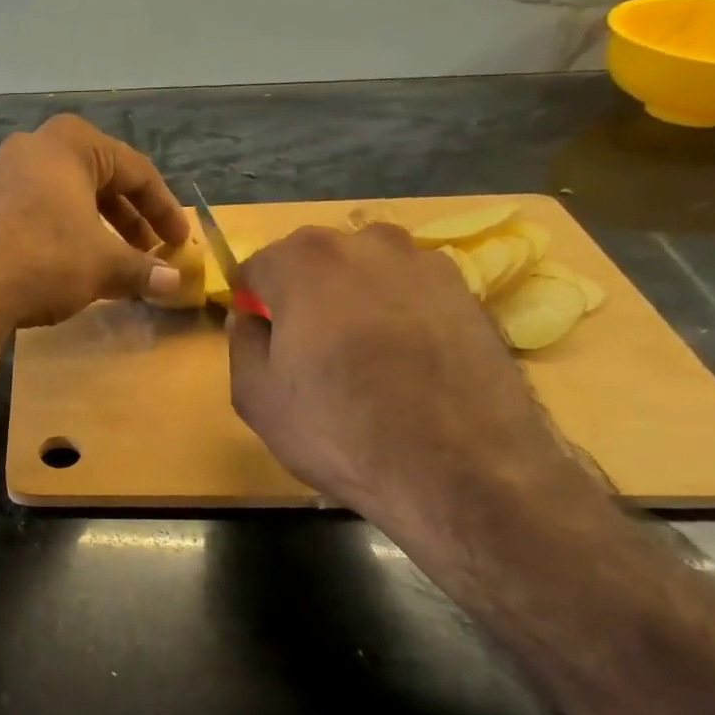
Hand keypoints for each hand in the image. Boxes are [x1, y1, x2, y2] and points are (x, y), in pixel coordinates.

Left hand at [0, 113, 191, 330]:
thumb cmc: (45, 259)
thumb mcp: (103, 265)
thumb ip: (143, 270)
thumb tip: (175, 284)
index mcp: (72, 143)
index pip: (137, 171)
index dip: (165, 209)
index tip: (180, 242)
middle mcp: (36, 148)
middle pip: (101, 181)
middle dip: (131, 220)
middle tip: (151, 252)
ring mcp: (5, 175)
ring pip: (70, 198)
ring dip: (100, 231)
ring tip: (118, 264)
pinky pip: (41, 212)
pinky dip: (67, 235)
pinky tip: (76, 267)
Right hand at [227, 223, 574, 521]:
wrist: (460, 470)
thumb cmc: (338, 429)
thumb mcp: (256, 396)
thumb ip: (243, 342)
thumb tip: (248, 317)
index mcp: (305, 261)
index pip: (258, 265)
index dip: (251, 300)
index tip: (257, 333)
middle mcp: (368, 244)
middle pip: (316, 259)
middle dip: (302, 292)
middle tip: (304, 347)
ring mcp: (428, 265)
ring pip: (368, 272)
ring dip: (354, 299)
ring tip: (359, 355)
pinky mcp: (472, 295)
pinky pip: (412, 294)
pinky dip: (399, 315)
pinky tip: (403, 364)